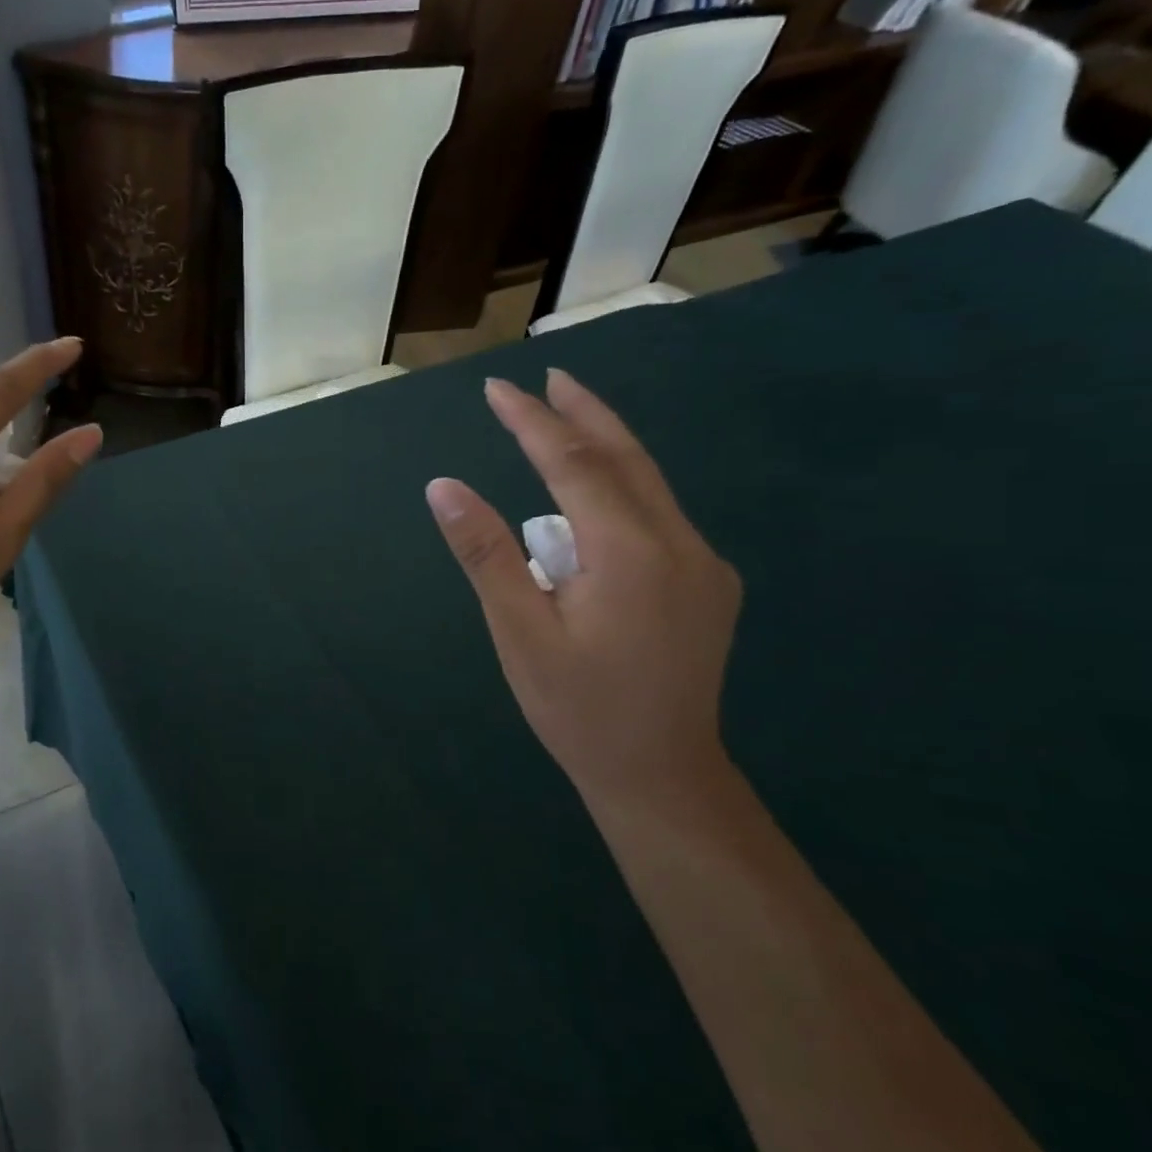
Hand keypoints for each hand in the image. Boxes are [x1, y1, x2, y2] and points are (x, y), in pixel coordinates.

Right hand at [425, 371, 740, 799]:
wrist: (662, 775)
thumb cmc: (577, 707)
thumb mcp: (518, 632)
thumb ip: (485, 552)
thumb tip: (443, 487)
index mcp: (629, 551)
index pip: (573, 463)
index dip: (532, 422)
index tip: (497, 389)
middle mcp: (678, 542)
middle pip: (626, 456)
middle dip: (584, 412)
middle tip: (548, 375)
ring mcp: (703, 563)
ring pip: (650, 483)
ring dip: (606, 444)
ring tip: (567, 418)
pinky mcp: (708, 584)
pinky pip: (661, 514)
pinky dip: (623, 486)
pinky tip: (598, 496)